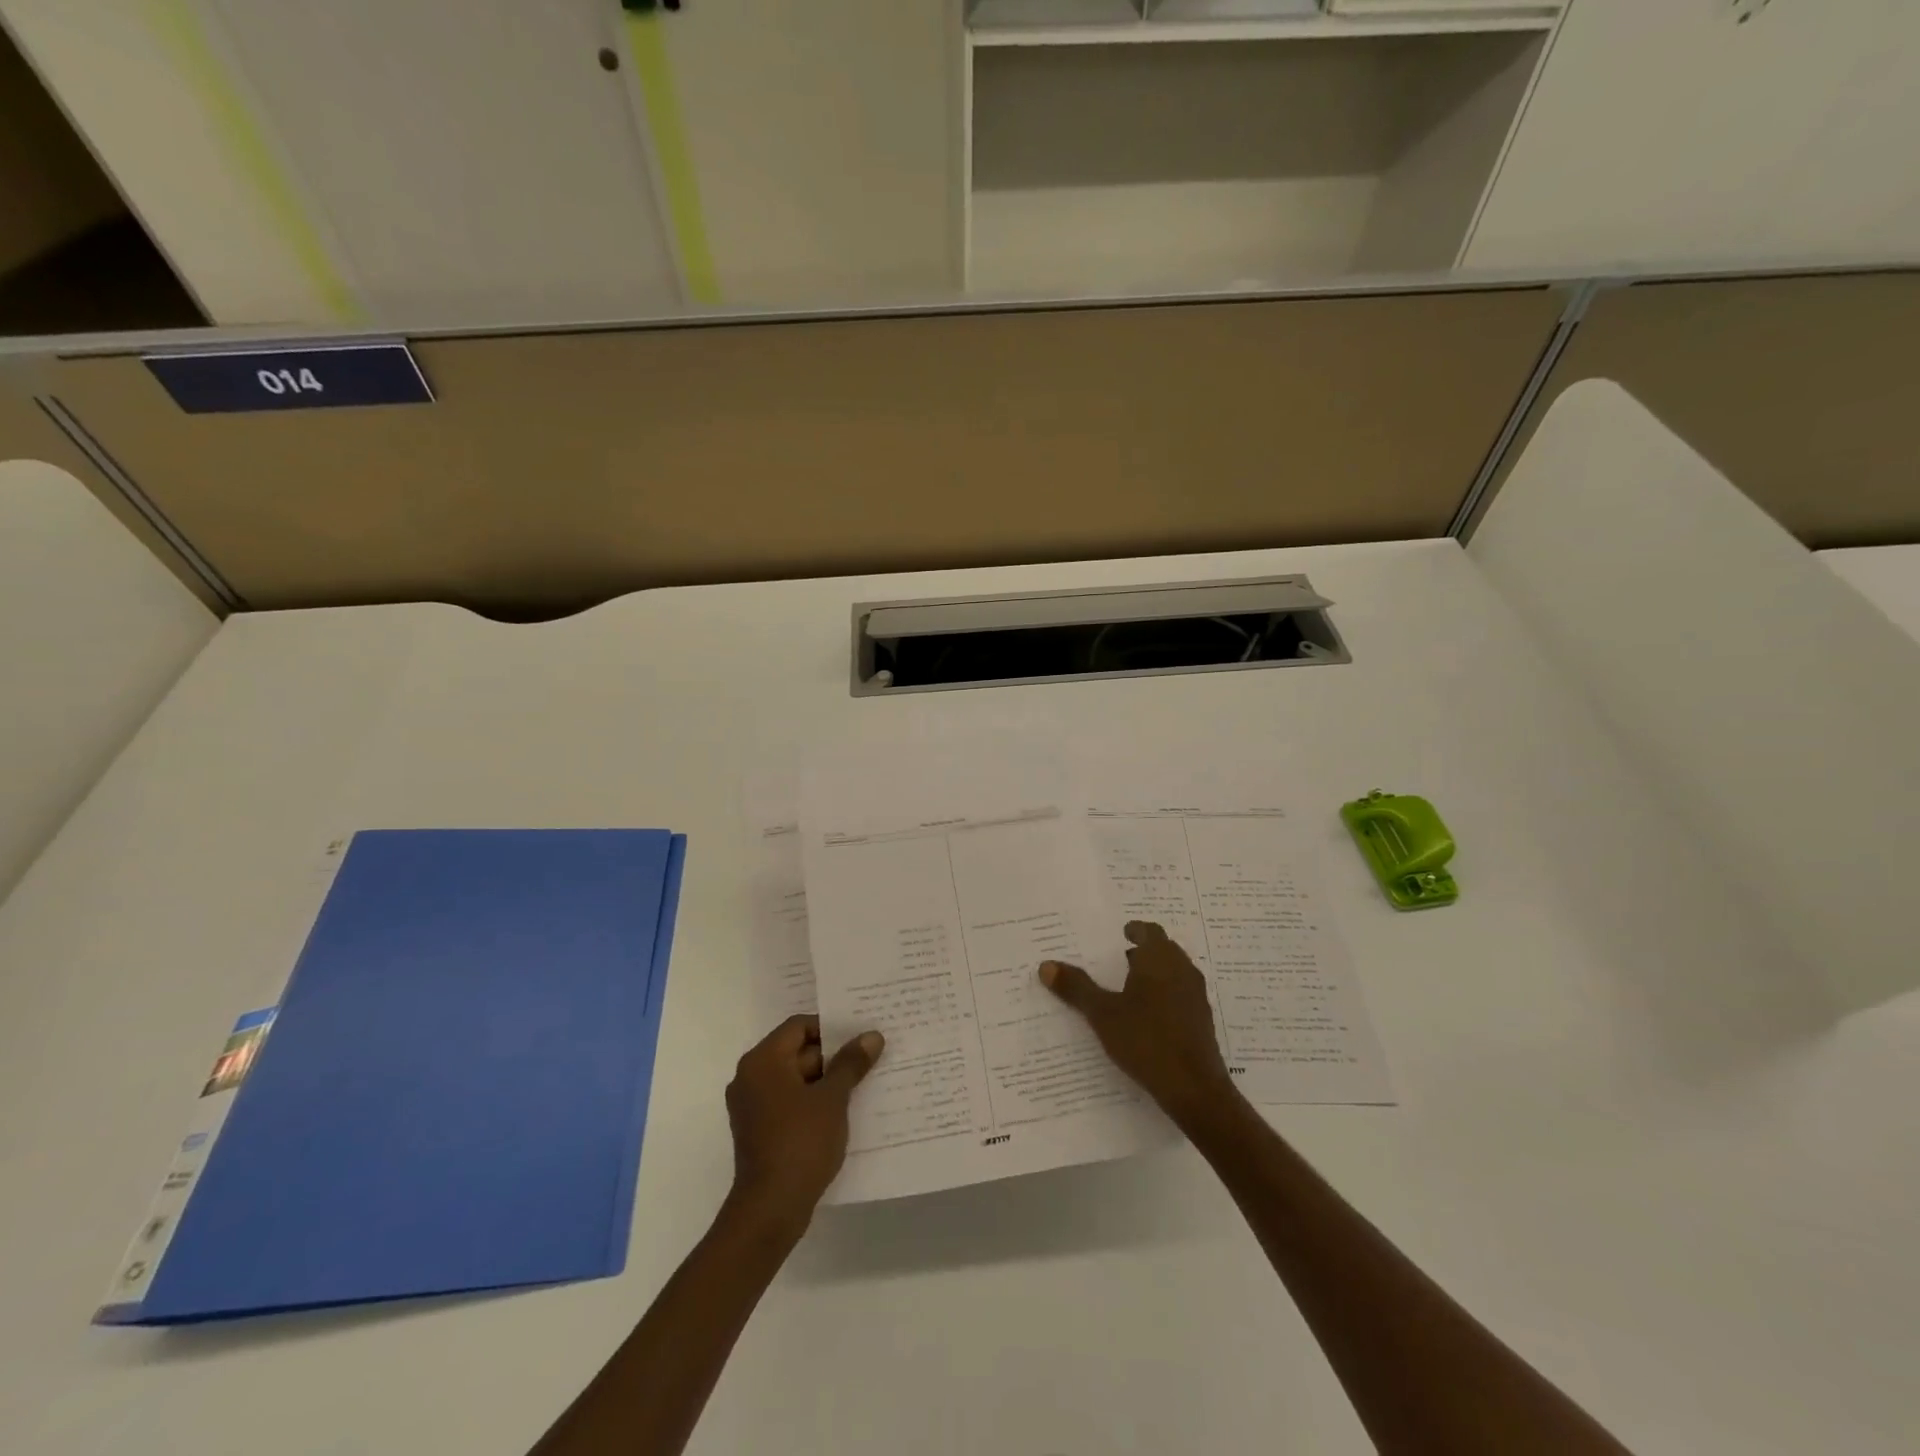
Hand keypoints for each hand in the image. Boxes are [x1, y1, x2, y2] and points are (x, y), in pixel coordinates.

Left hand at [724, 1015, 883, 1234]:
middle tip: (867, 1059)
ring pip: (795, 1079)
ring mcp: (752, 1105)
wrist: (770, 1209)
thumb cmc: (800, 1143)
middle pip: (797, 1051)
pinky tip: (842, 1112)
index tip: (859, 1037)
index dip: (830, 1028)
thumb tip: (871, 1036)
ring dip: (825, 1081)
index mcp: (763, 1061)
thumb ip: (850, 1063)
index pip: (799, 1026)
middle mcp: (751, 1077)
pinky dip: (812, 1102)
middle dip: (832, 1056)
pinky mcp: (758, 1130)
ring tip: (861, 1084)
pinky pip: (789, 1102)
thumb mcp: (833, 1098)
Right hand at [1040, 921, 1235, 1126]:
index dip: (1135, 930)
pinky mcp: (1202, 1021)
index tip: (1121, 934)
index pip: (1150, 931)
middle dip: (1143, 952)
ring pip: (1174, 973)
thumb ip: (1076, 988)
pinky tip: (1146, 1017)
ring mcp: (1196, 996)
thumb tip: (1046, 965)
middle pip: (1164, 950)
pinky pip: (1180, 995)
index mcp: (1160, 959)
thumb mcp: (1103, 1014)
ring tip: (1128, 987)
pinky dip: (1163, 996)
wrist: (1194, 1089)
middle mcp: (1182, 970)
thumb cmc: (1146, 1040)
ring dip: (1154, 974)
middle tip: (1117, 958)